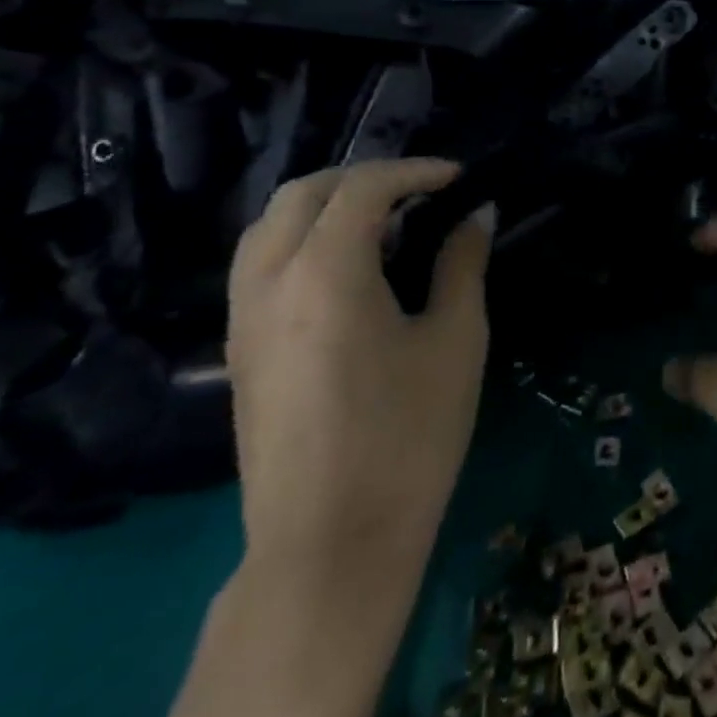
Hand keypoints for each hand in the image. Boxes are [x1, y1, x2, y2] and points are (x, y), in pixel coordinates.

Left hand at [226, 159, 493, 584]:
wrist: (330, 546)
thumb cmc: (408, 436)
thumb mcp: (456, 340)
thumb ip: (463, 264)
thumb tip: (478, 214)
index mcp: (325, 271)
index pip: (363, 188)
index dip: (414, 171)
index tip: (458, 178)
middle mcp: (270, 281)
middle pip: (302, 193)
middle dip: (362, 177)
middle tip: (418, 190)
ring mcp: (242, 318)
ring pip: (268, 226)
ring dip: (324, 205)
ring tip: (381, 222)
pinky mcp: (238, 351)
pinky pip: (259, 265)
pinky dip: (300, 240)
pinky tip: (346, 270)